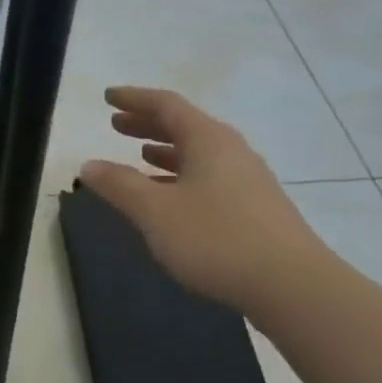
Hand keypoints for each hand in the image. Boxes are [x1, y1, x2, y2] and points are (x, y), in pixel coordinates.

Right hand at [79, 87, 326, 313]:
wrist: (292, 286)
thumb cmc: (216, 238)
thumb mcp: (155, 211)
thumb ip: (119, 185)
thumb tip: (89, 165)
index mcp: (208, 140)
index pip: (166, 105)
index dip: (134, 98)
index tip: (108, 97)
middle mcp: (231, 151)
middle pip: (184, 126)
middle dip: (147, 123)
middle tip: (115, 125)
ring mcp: (247, 180)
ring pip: (198, 154)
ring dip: (164, 151)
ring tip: (138, 157)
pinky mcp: (254, 208)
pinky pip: (208, 177)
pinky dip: (180, 176)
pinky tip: (169, 198)